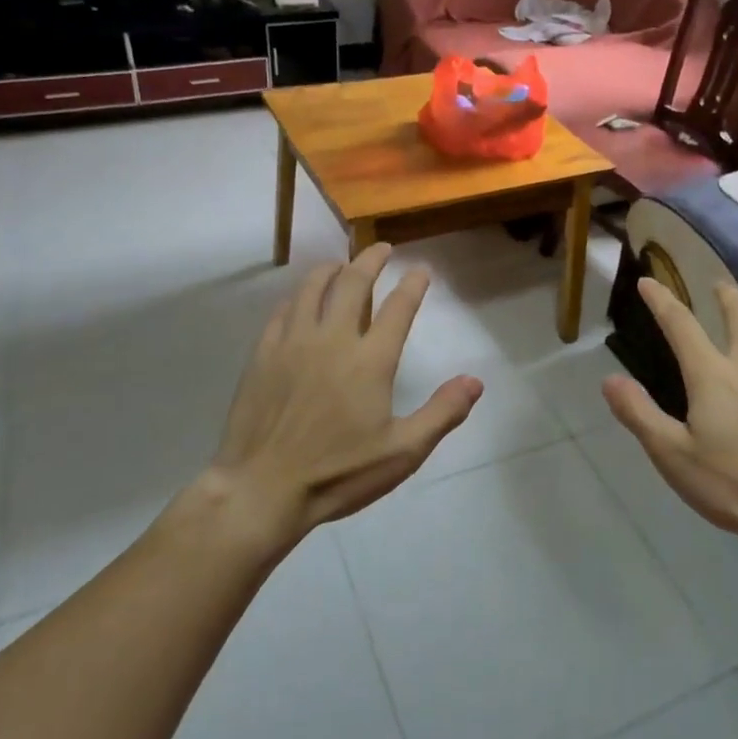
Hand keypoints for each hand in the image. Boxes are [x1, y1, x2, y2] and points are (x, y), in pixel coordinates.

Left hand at [192, 244, 482, 547]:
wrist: (262, 489)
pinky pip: (283, 310)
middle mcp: (333, 339)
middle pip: (353, 283)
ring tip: (341, 264)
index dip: (413, 284)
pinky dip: (298, 296)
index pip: (399, 307)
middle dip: (371, 260)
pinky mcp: (264, 354)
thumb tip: (475, 381)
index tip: (421, 270)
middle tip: (382, 249)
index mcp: (371, 360)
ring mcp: (293, 342)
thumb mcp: (402, 452)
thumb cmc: (338, 473)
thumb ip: (442, 413)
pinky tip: (301, 299)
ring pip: (313, 287)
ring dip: (331, 269)